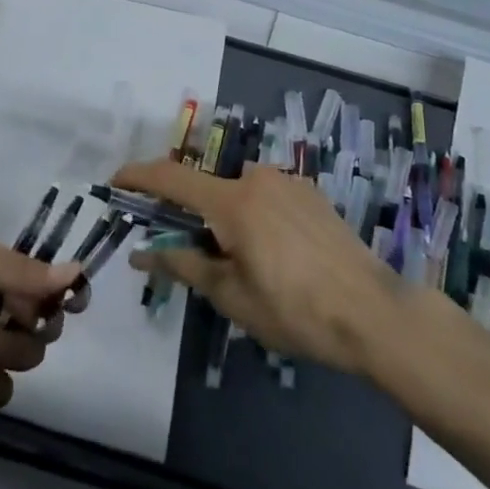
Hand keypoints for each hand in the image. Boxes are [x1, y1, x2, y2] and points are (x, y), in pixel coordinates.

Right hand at [113, 159, 403, 376]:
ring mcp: (288, 182)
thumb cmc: (296, 310)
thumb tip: (140, 255)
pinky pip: (268, 198)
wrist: (375, 312)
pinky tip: (276, 256)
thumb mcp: (232, 296)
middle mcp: (257, 178)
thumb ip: (183, 266)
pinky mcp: (312, 193)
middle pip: (208, 190)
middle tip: (191, 254)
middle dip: (191, 216)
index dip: (138, 176)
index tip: (115, 181)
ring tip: (242, 265)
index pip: (171, 178)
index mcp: (232, 201)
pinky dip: (255, 217)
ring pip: (240, 195)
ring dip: (227, 219)